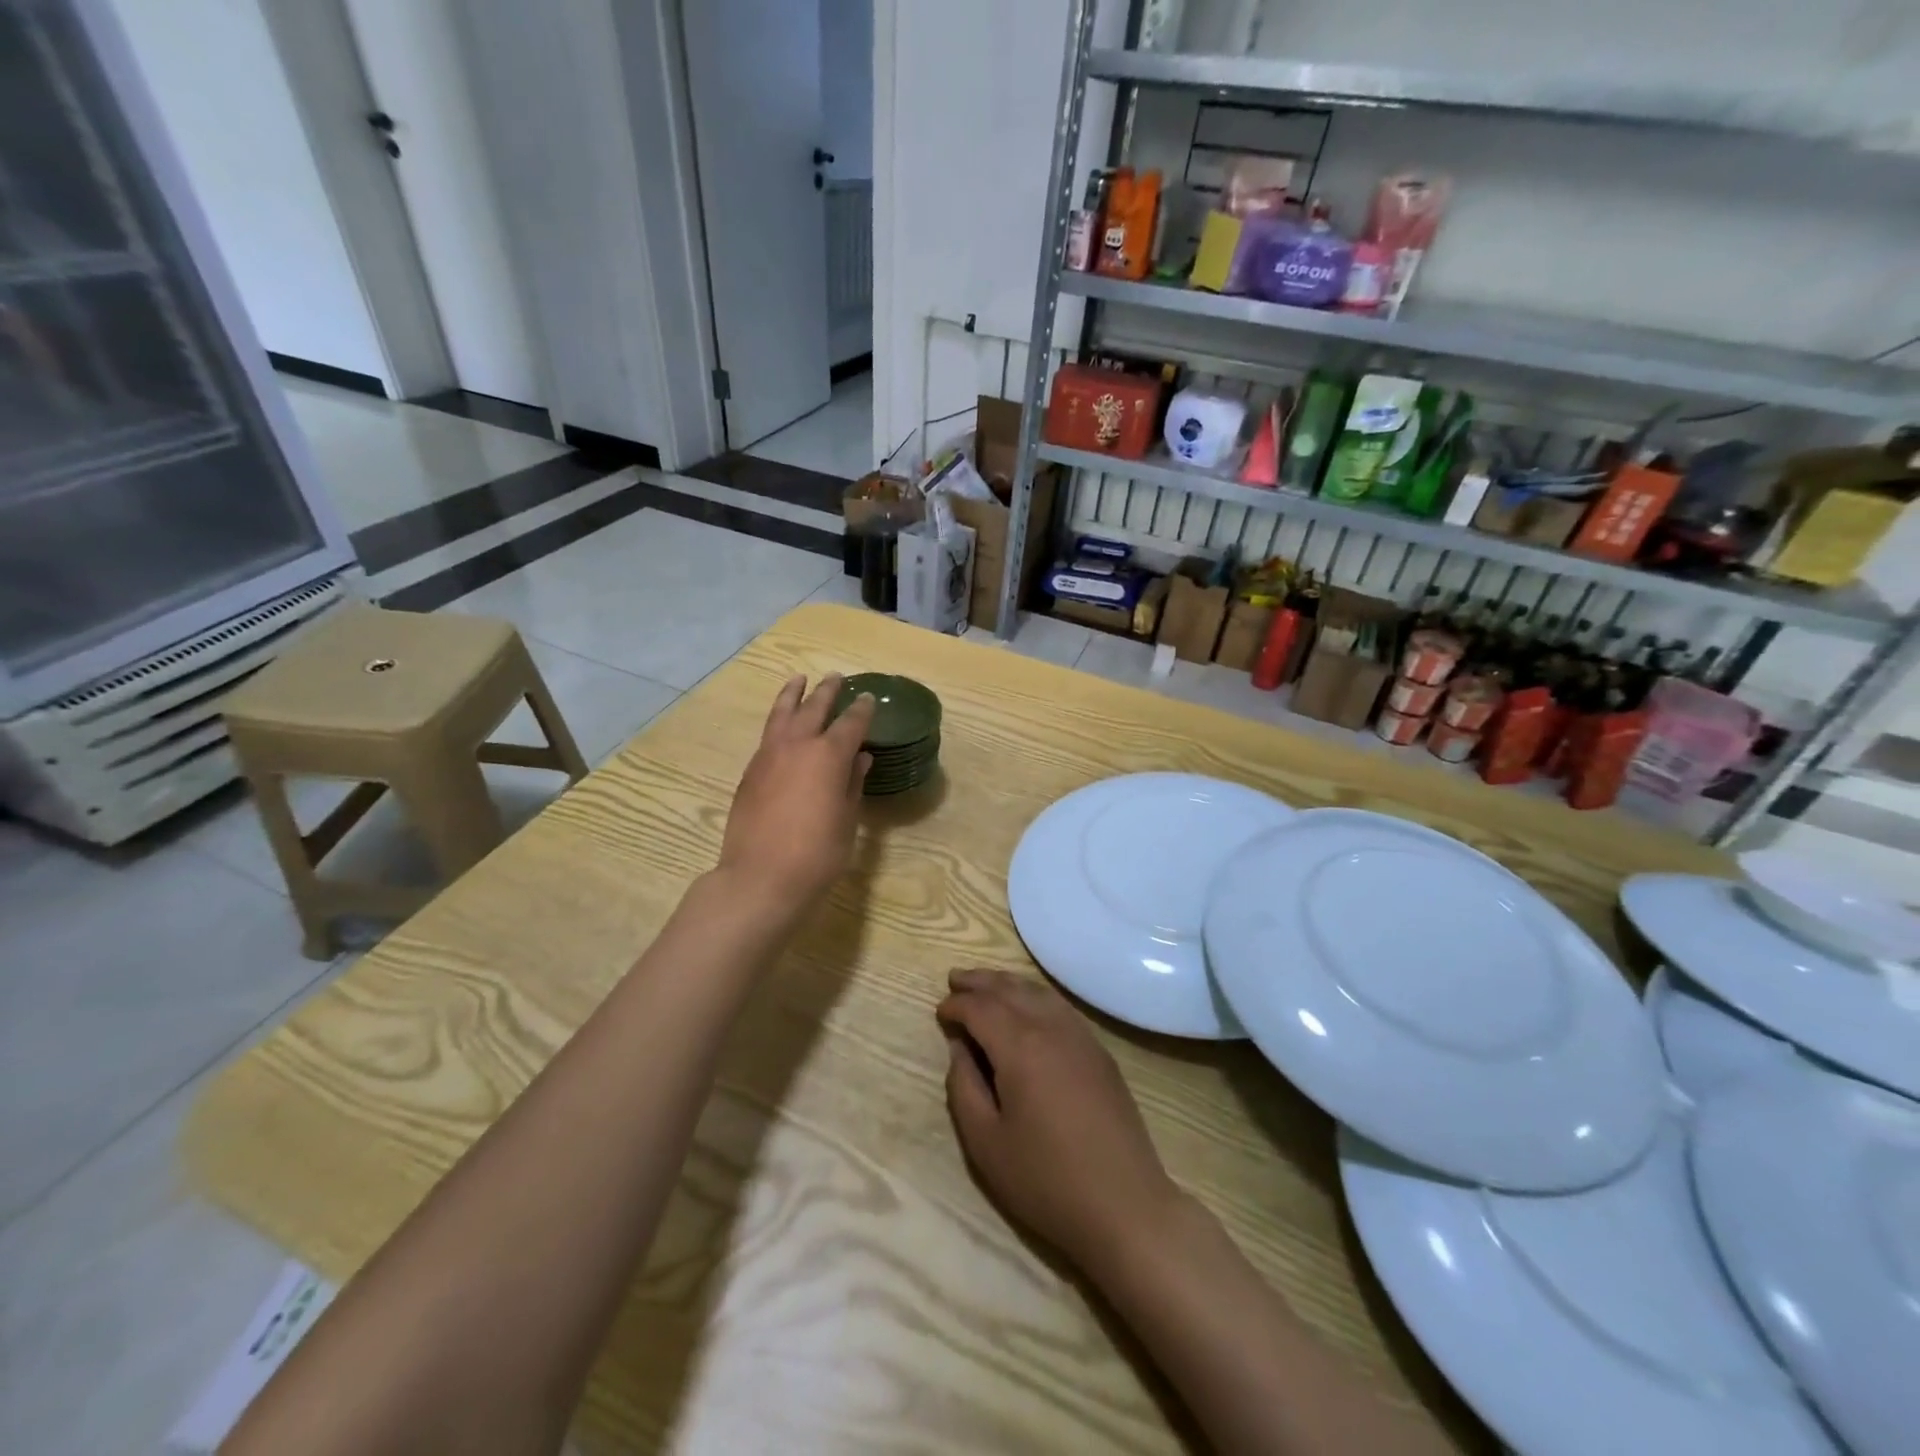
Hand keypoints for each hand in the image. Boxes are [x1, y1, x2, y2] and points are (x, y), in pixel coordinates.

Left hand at [718, 674, 872, 915]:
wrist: (760, 877)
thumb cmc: (817, 853)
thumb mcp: (846, 819)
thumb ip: (852, 784)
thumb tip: (860, 759)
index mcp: (828, 756)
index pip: (850, 723)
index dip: (862, 710)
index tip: (869, 699)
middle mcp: (798, 745)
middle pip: (814, 708)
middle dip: (827, 692)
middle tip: (836, 677)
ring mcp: (768, 756)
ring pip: (782, 714)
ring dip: (793, 695)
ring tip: (798, 680)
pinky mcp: (750, 772)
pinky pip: (768, 735)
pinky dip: (778, 721)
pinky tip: (782, 725)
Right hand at [937, 970, 1180, 1274]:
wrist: (1125, 1206)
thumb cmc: (1046, 1180)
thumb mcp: (986, 1142)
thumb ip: (964, 1087)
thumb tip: (960, 1047)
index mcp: (1021, 1046)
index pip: (981, 1008)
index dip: (956, 1005)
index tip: (940, 1013)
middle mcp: (1052, 1027)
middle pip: (1010, 989)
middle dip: (979, 982)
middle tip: (954, 979)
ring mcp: (1081, 1036)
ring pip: (1038, 992)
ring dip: (1008, 984)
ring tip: (986, 985)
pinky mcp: (1100, 1052)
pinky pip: (1060, 1007)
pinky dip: (1035, 996)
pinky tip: (1028, 1006)